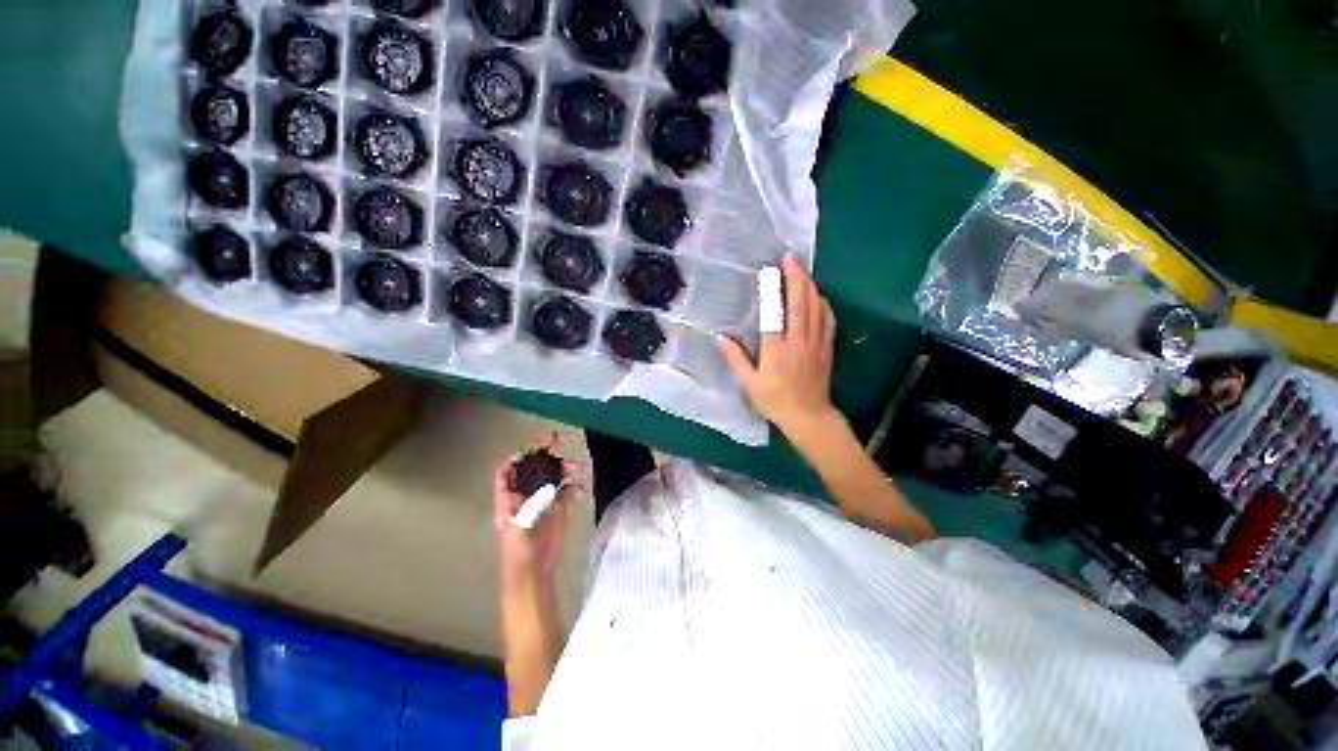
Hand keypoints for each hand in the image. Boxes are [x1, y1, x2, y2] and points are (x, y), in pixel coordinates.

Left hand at [492, 439, 582, 585]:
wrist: (534, 572)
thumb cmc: (519, 551)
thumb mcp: (521, 527)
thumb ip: (535, 505)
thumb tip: (554, 485)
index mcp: (509, 497)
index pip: (506, 471)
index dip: (517, 457)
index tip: (533, 447)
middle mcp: (526, 494)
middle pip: (533, 467)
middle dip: (546, 454)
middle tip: (559, 441)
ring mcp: (543, 500)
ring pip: (553, 476)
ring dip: (566, 468)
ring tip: (580, 465)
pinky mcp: (558, 508)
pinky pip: (567, 490)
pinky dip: (575, 486)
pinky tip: (581, 489)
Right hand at [718, 255, 837, 438]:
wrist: (808, 416)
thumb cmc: (775, 401)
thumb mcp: (749, 383)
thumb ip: (736, 358)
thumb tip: (720, 337)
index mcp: (777, 350)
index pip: (775, 313)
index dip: (774, 289)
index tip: (771, 269)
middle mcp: (798, 341)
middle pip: (800, 303)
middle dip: (796, 277)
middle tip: (790, 257)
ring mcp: (816, 343)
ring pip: (816, 307)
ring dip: (809, 285)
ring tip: (801, 270)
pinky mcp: (826, 347)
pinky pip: (827, 319)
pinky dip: (822, 303)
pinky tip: (818, 295)